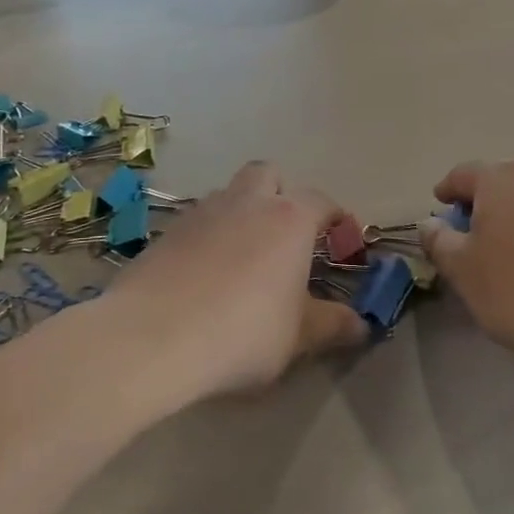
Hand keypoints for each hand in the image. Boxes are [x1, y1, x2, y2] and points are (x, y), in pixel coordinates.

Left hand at [119, 162, 366, 398]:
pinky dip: (208, 237)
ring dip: (241, 214)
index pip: (322, 202)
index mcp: (289, 219)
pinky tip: (204, 276)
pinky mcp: (166, 232)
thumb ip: (332, 326)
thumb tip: (362, 325)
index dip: (336, 220)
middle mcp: (247, 202)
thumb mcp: (297, 337)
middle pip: (268, 175)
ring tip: (243, 259)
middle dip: (281, 195)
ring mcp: (202, 212)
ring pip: (229, 195)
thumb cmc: (243, 332)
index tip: (342, 244)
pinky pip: (197, 222)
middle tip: (286, 237)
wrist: (152, 336)